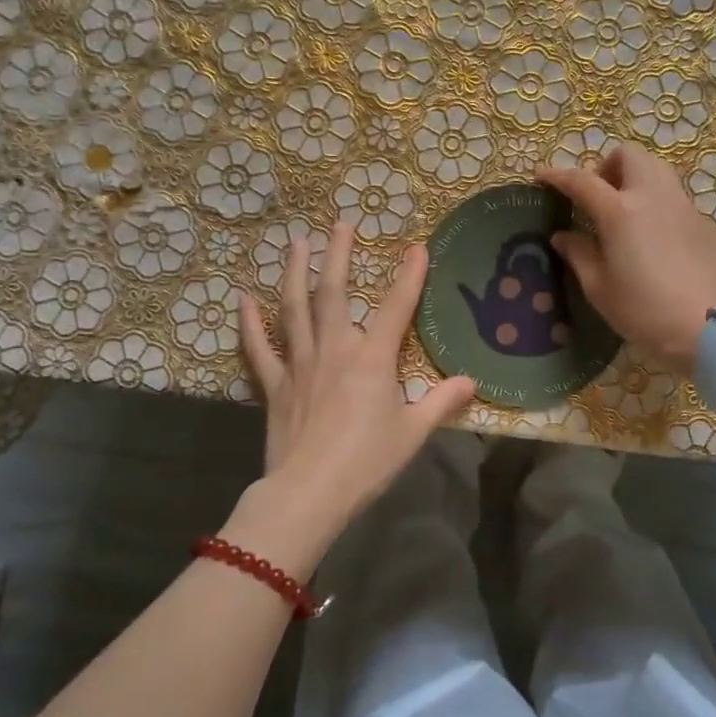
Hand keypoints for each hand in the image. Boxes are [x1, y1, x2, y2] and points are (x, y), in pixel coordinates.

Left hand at [232, 223, 475, 571]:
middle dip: (339, 254)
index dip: (410, 275)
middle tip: (340, 223)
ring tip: (296, 242)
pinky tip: (244, 299)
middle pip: (335, 292)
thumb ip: (442, 402)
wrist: (310, 493)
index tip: (417, 246)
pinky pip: (258, 347)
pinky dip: (250, 323)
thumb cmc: (367, 462)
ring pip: (294, 307)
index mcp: (373, 358)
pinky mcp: (275, 384)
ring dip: (295, 272)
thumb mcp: (413, 433)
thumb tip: (471, 382)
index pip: (397, 307)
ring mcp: (300, 362)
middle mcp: (335, 349)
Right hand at [537, 143, 715, 378]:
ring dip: (636, 179)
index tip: (542, 177)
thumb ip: (579, 255)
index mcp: (620, 211)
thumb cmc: (645, 311)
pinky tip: (655, 240)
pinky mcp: (705, 224)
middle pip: (629, 156)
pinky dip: (658, 206)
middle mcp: (653, 197)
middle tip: (597, 195)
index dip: (558, 176)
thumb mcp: (599, 289)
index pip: (581, 180)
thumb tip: (563, 236)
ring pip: (658, 170)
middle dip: (607, 166)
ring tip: (626, 212)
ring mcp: (684, 207)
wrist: (712, 329)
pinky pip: (676, 200)